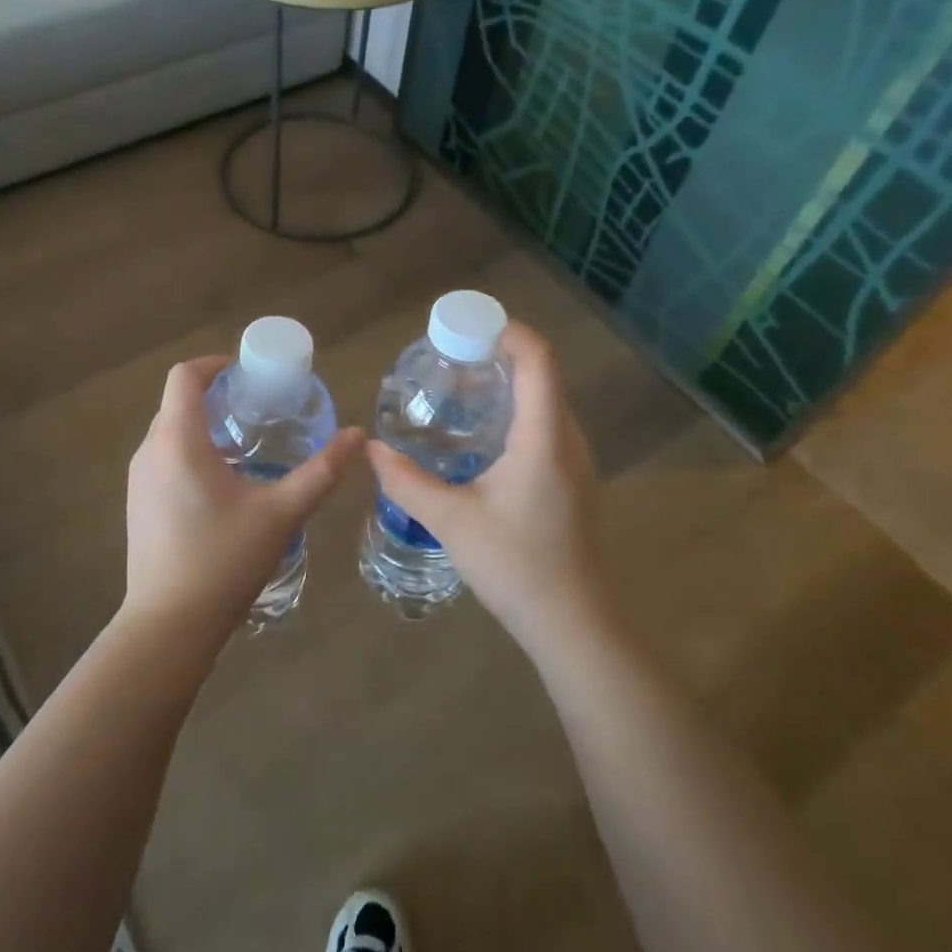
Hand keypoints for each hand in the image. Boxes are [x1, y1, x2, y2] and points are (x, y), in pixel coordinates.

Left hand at [125, 356, 363, 639]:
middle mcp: (149, 452)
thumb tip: (356, 436)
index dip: (213, 364)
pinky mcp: (136, 505)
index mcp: (178, 441)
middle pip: (176, 403)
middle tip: (255, 408)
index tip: (245, 373)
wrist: (170, 624)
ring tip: (243, 444)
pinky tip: (219, 484)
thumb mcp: (281, 513)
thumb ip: (321, 472)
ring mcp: (137, 480)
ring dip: (201, 426)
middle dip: (213, 396)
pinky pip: (161, 459)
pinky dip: (188, 452)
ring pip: (168, 432)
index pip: (184, 376)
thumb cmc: (225, 560)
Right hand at [365, 322, 603, 652]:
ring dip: (509, 385)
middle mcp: (569, 440)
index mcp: (544, 437)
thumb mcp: (451, 521)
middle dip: (499, 355)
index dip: (507, 331)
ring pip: (547, 403)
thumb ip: (408, 482)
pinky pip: (548, 428)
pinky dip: (517, 413)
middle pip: (543, 375)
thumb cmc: (516, 566)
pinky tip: (484, 438)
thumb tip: (373, 451)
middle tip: (451, 358)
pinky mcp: (575, 483)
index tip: (465, 327)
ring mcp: (577, 463)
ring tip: (462, 390)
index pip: (538, 359)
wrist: (574, 624)